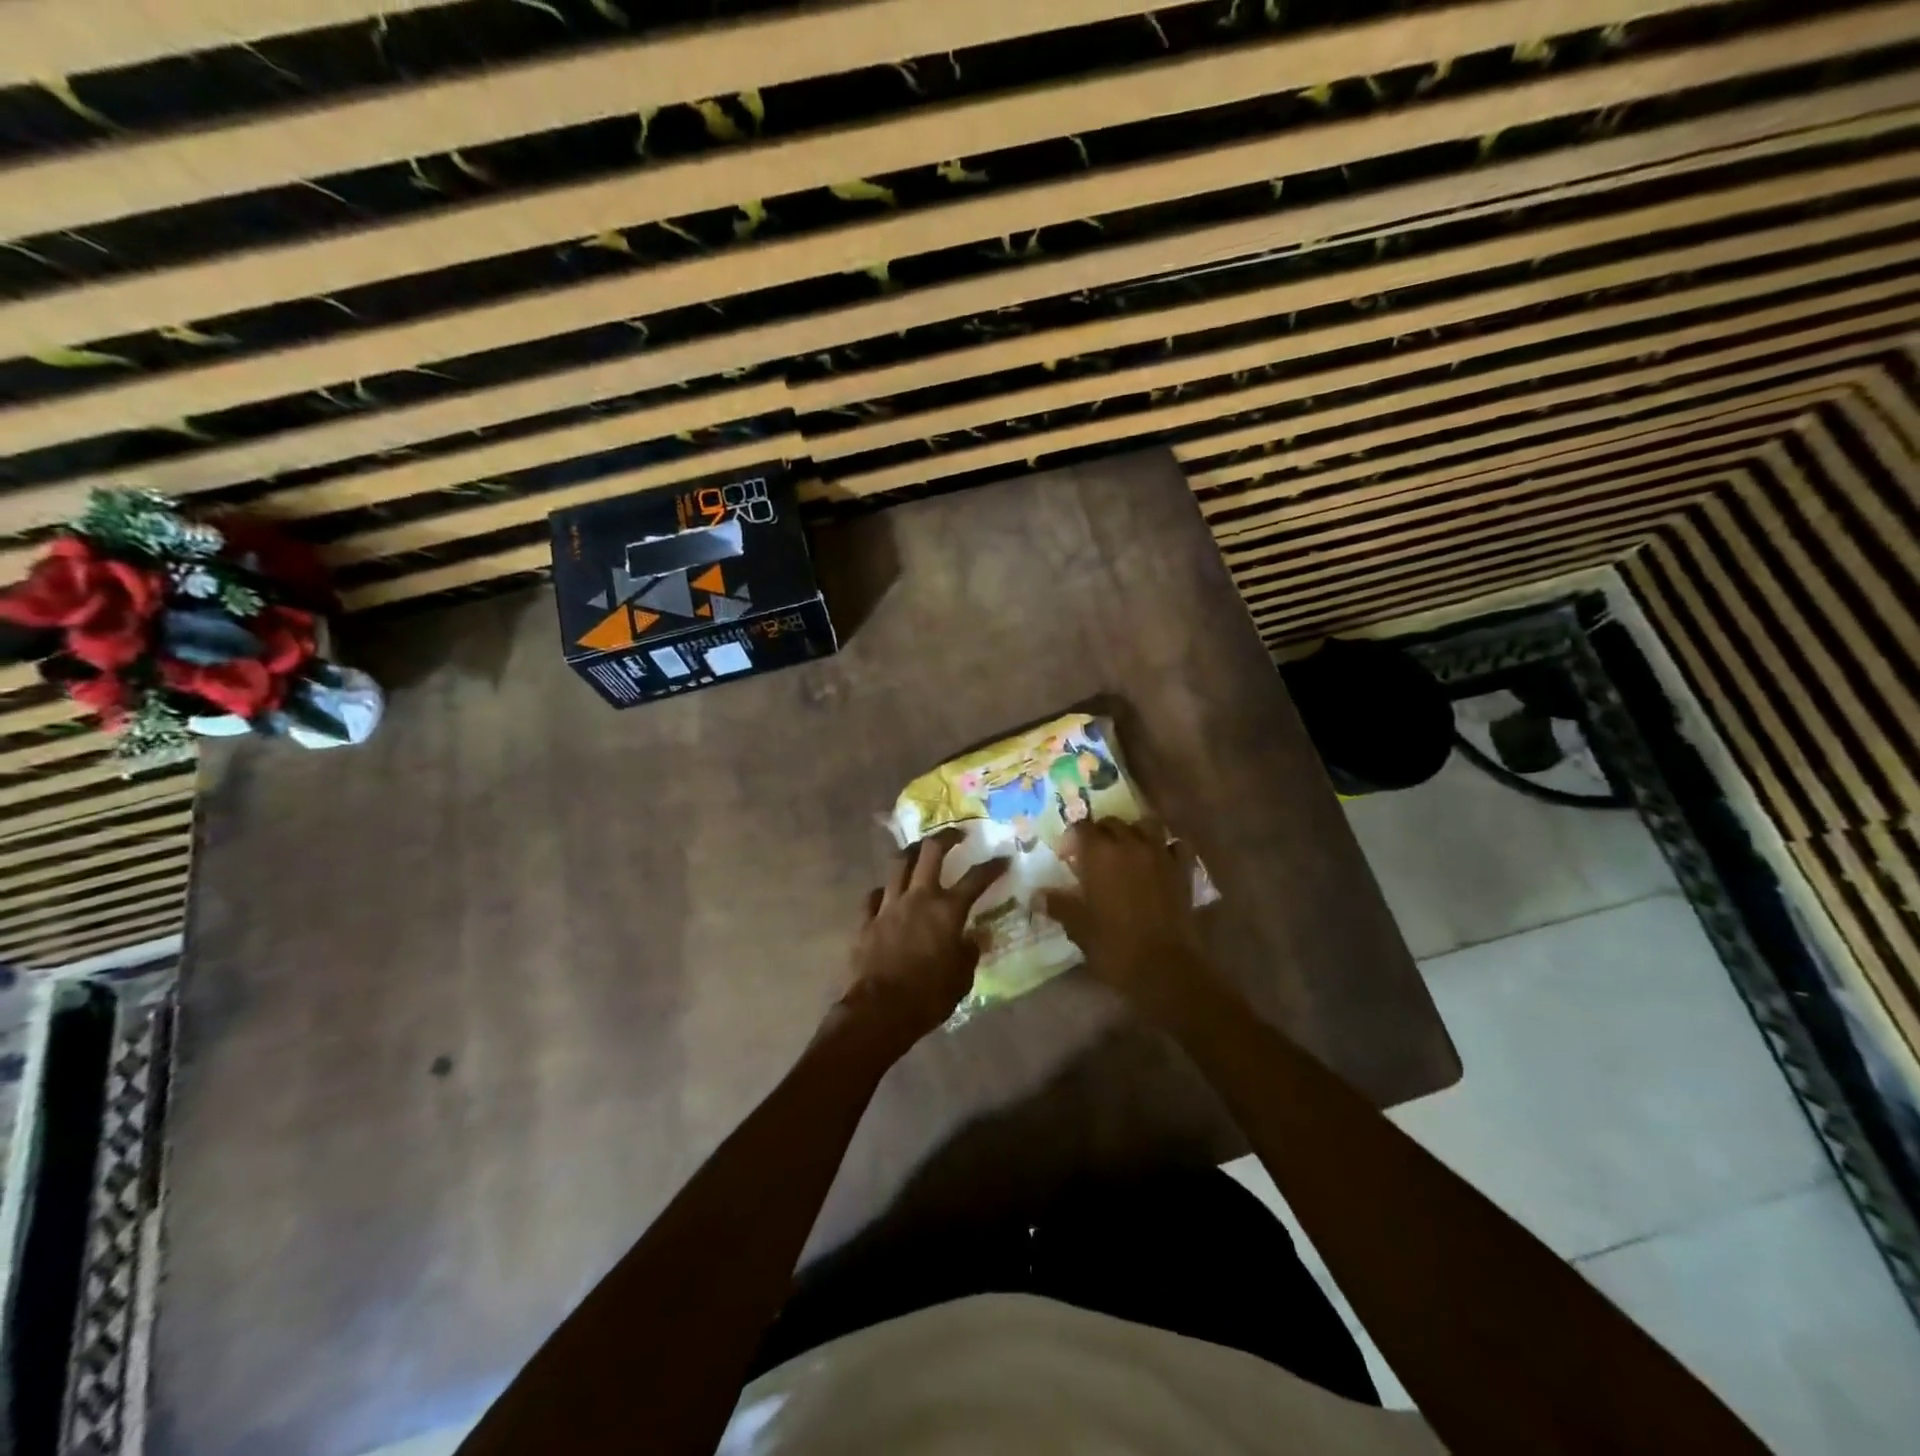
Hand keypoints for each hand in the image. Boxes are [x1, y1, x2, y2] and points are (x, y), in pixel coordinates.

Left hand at [837, 831, 1008, 1056]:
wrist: (879, 1010)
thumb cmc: (928, 997)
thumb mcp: (962, 978)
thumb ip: (969, 953)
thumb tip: (973, 938)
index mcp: (947, 910)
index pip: (976, 878)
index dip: (992, 866)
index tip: (1003, 857)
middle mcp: (918, 898)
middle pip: (930, 852)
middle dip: (946, 837)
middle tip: (956, 834)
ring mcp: (888, 905)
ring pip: (898, 864)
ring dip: (911, 853)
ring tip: (919, 850)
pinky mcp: (866, 920)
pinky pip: (873, 895)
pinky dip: (883, 891)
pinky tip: (887, 894)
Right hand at [1041, 817, 1206, 1021]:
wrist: (1165, 968)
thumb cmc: (1114, 946)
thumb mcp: (1078, 927)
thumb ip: (1059, 905)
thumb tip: (1037, 896)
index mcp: (1099, 854)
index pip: (1081, 827)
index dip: (1072, 838)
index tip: (1067, 856)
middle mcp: (1130, 844)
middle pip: (1112, 823)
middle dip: (1100, 833)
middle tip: (1093, 855)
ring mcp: (1160, 854)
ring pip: (1146, 825)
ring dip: (1134, 832)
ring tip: (1127, 849)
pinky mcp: (1183, 870)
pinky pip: (1175, 845)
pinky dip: (1166, 847)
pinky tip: (1160, 859)